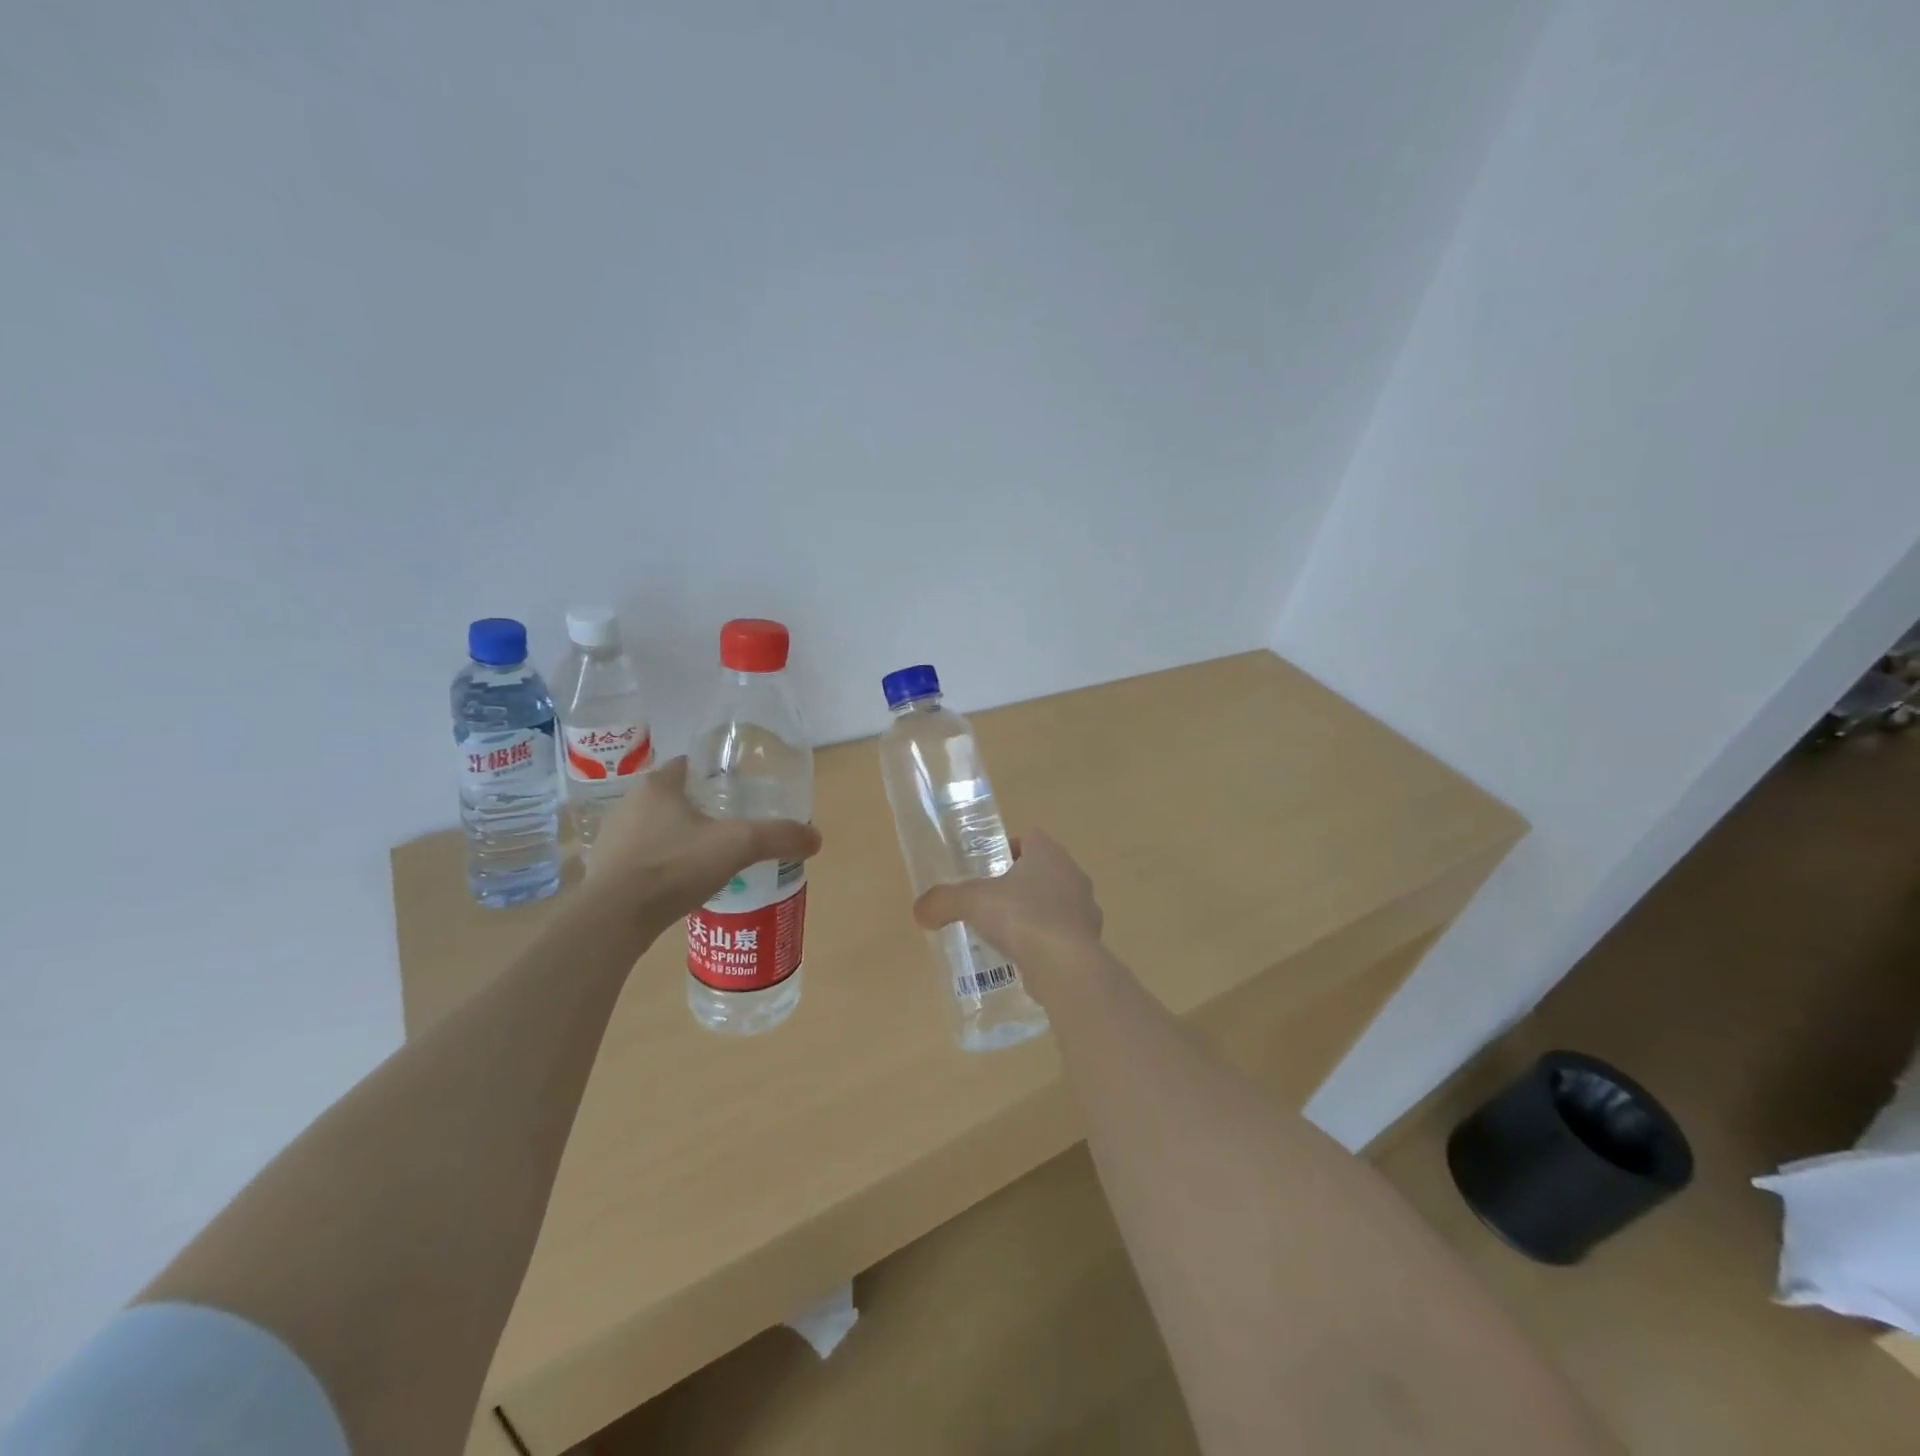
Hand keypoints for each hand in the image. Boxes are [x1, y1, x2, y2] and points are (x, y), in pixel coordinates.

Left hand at [587, 757, 821, 918]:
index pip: (688, 766)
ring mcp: (611, 840)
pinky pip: (640, 861)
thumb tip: (816, 838)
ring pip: (654, 830)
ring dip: (677, 839)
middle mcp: (629, 805)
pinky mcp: (603, 873)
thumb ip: (778, 836)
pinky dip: (660, 867)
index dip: (714, 775)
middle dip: (698, 810)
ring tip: (707, 859)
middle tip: (729, 828)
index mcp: (657, 786)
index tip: (737, 790)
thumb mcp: (738, 845)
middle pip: (672, 799)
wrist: (614, 918)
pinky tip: (679, 886)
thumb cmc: (674, 866)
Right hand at [912, 831, 1103, 992]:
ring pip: (1055, 904)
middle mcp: (1073, 875)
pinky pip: (1062, 936)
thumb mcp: (972, 902)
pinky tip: (1023, 959)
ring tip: (1005, 934)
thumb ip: (943, 901)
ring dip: (1034, 914)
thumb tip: (920, 910)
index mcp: (1049, 853)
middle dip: (1018, 884)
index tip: (986, 869)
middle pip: (1043, 871)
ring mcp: (1086, 911)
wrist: (1066, 967)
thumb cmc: (1022, 918)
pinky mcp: (1088, 943)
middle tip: (990, 902)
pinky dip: (1044, 943)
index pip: (1030, 839)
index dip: (1007, 849)